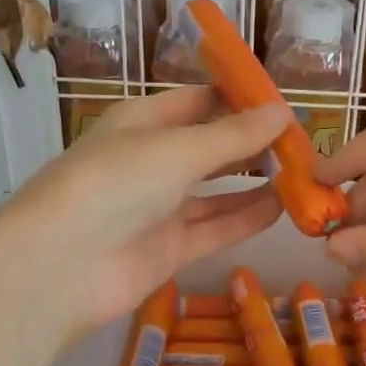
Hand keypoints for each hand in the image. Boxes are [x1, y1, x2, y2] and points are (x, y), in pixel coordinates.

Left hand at [0, 87, 288, 340]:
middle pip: (211, 146)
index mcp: (143, 122)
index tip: (285, 103)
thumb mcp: (177, 149)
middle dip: (253, 144)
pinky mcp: (169, 248)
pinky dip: (246, 217)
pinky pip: (215, 227)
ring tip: (304, 175)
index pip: (198, 101)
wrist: (62, 266)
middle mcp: (151, 161)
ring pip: (217, 191)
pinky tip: (283, 208)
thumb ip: (234, 135)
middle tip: (303, 143)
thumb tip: (283, 111)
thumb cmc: (114, 184)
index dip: (240, 99)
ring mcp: (159, 208)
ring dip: (255, 182)